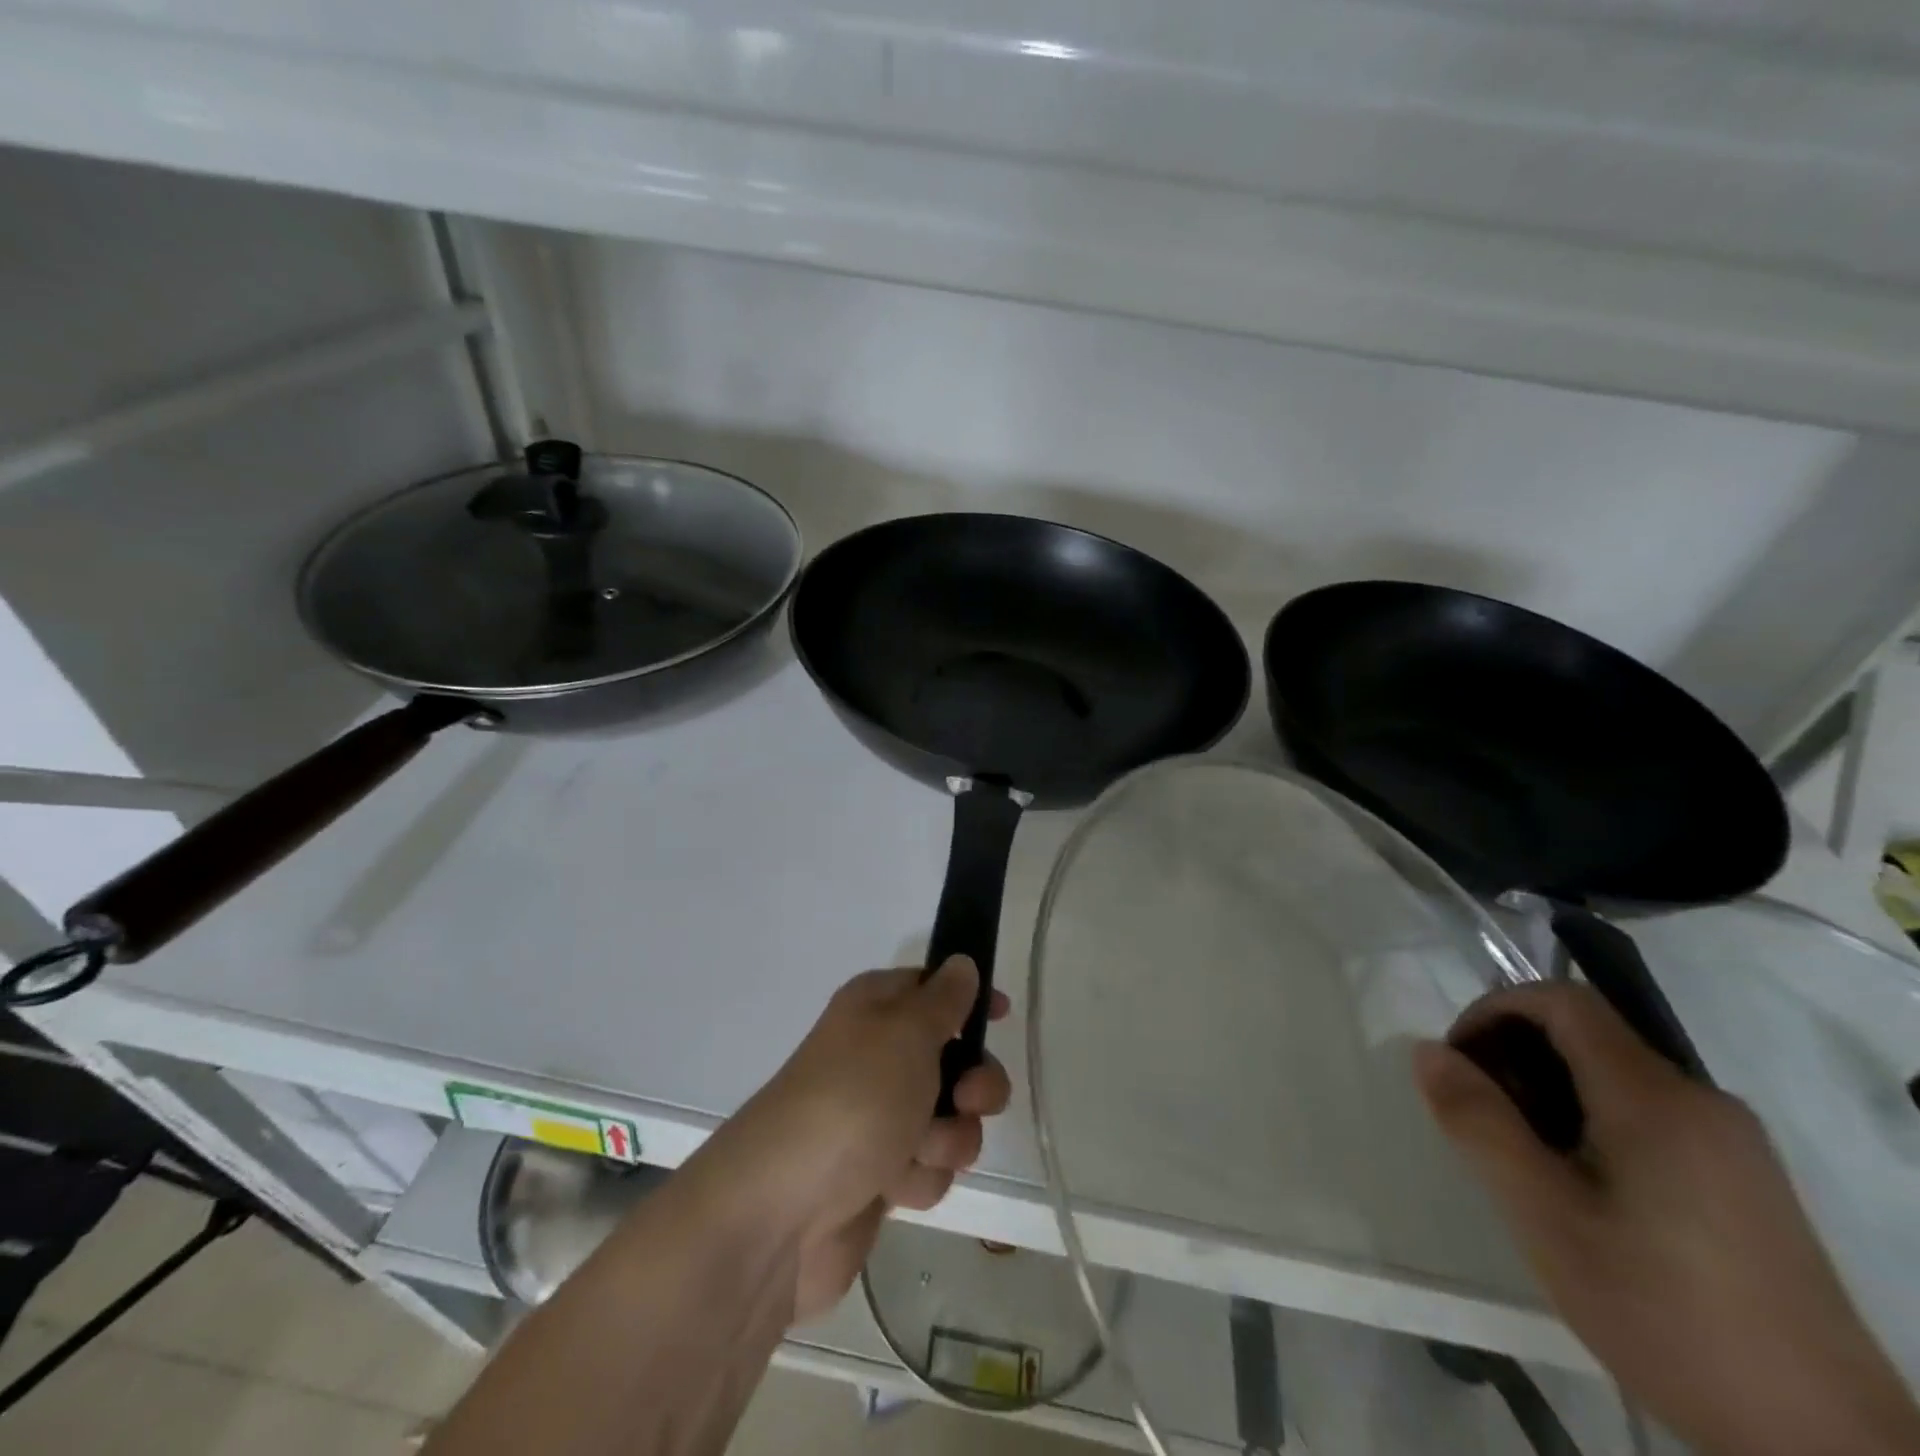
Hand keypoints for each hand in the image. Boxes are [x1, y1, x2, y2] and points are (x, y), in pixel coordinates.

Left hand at [698, 957, 1011, 1323]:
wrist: (783, 1211)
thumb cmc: (853, 1098)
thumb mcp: (907, 1032)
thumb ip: (944, 999)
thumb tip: (961, 963)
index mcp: (876, 1008)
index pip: (933, 987)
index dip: (969, 999)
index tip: (1002, 1016)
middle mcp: (878, 1056)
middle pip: (955, 1059)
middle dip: (974, 1085)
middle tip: (967, 1099)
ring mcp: (878, 1117)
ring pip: (949, 1119)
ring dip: (946, 1138)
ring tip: (914, 1151)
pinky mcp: (878, 1174)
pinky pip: (927, 1167)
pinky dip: (918, 1177)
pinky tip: (892, 1186)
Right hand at [1415, 982, 1919, 1455]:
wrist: (1825, 1446)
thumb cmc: (1664, 1313)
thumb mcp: (1545, 1217)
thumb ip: (1480, 1123)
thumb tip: (1428, 1051)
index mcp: (1656, 1098)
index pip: (1563, 1000)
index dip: (1495, 1009)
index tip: (1460, 1062)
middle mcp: (1703, 1100)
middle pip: (1589, 1036)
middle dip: (1517, 1057)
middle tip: (1482, 1119)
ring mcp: (1735, 1143)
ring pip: (1617, 1077)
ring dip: (1552, 1092)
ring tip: (1525, 1160)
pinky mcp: (1749, 1181)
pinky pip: (1651, 1115)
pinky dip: (1594, 1121)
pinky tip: (1585, 1190)